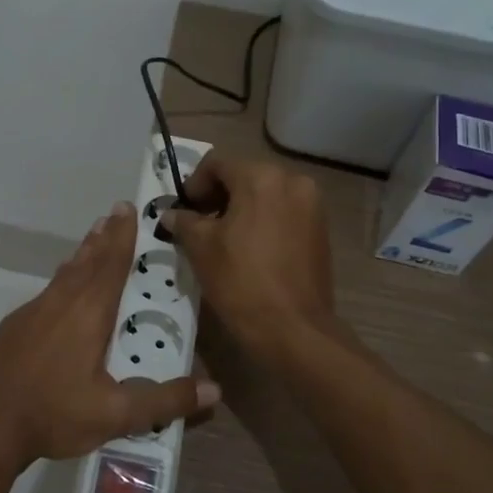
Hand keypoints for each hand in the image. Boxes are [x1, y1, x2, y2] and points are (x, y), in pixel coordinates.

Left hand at [0, 202, 218, 475]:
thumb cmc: (52, 414)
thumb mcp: (114, 415)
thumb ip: (163, 401)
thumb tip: (214, 389)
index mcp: (87, 314)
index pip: (111, 265)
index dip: (122, 237)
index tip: (127, 209)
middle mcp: (60, 303)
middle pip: (87, 261)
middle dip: (104, 237)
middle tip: (115, 212)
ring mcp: (32, 313)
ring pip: (65, 274)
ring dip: (83, 253)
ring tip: (94, 237)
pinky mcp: (15, 327)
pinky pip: (48, 291)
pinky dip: (64, 278)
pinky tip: (63, 290)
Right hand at [165, 155, 334, 352]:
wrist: (293, 328)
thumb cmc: (240, 282)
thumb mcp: (201, 248)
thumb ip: (184, 222)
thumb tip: (172, 214)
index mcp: (261, 178)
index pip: (217, 164)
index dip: (194, 184)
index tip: (183, 211)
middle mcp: (292, 181)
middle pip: (244, 176)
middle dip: (218, 196)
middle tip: (199, 224)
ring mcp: (312, 205)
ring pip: (266, 194)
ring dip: (241, 208)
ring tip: (224, 239)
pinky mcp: (321, 229)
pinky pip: (284, 212)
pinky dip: (264, 221)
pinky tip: (250, 249)